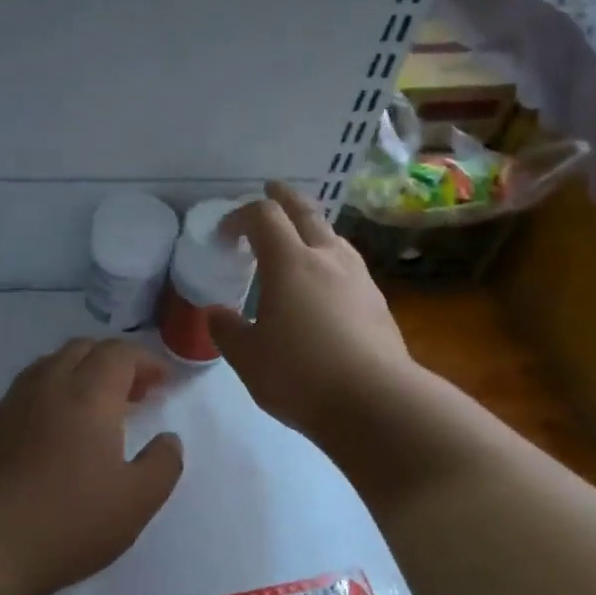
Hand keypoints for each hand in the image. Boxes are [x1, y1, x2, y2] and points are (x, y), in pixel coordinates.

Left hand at [0, 338, 184, 594]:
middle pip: (84, 349)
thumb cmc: (68, 521)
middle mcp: (50, 385)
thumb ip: (162, 464)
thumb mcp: (136, 502)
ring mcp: (14, 402)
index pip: (120, 353)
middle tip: (135, 392)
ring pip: (52, 364)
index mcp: (89, 394)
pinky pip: (29, 388)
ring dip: (81, 372)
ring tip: (97, 406)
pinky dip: (53, 391)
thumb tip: (169, 439)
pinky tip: (57, 427)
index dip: (146, 360)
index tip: (164, 382)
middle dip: (115, 361)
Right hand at [212, 182, 413, 439]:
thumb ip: (227, 330)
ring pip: (333, 235)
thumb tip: (217, 313)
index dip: (239, 216)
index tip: (224, 234)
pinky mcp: (378, 301)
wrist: (377, 403)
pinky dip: (330, 259)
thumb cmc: (301, 375)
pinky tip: (326, 284)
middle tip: (270, 192)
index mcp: (290, 263)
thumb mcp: (248, 358)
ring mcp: (359, 277)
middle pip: (305, 211)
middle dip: (283, 198)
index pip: (262, 216)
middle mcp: (327, 258)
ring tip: (299, 239)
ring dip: (312, 227)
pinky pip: (348, 265)